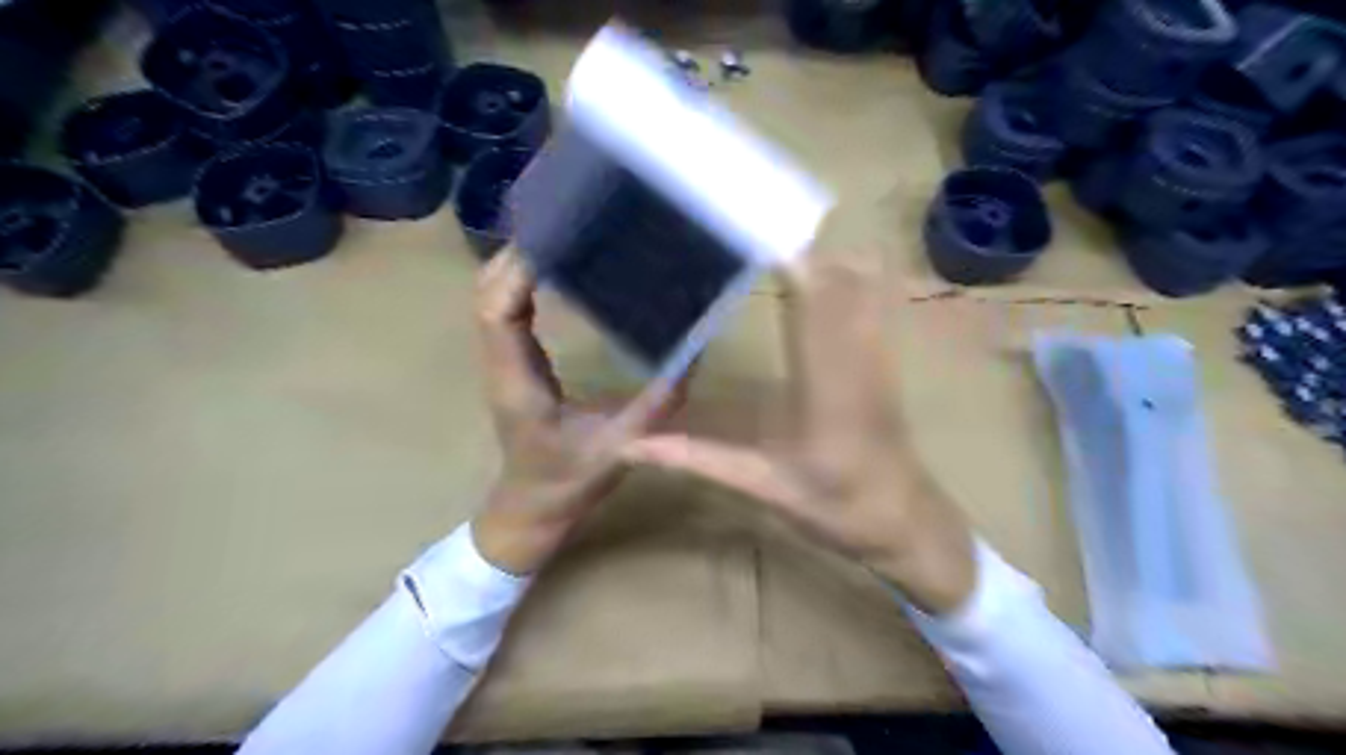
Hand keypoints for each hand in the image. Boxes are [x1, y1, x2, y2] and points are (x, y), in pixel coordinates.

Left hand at [468, 250, 684, 574]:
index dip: (517, 270)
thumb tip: (694, 352)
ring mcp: (501, 362)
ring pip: (491, 297)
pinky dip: (521, 281)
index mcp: (517, 383)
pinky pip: (505, 310)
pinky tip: (555, 268)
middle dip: (518, 253)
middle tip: (568, 224)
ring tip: (563, 235)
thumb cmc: (568, 482)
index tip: (556, 238)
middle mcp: (499, 365)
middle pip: (487, 293)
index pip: (497, 312)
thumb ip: (657, 403)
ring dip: (516, 263)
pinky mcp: (512, 363)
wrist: (532, 509)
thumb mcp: (621, 446)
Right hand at [620, 264, 979, 616]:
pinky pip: (877, 295)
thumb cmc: (838, 509)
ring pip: (864, 279)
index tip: (751, 230)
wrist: (905, 520)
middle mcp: (858, 359)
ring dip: (822, 252)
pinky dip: (849, 268)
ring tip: (775, 236)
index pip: (812, 306)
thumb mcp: (763, 489)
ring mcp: (879, 353)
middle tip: (750, 222)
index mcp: (827, 390)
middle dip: (797, 244)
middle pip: (839, 278)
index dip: (789, 261)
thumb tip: (633, 447)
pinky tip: (821, 261)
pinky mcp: (887, 355)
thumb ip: (698, 460)